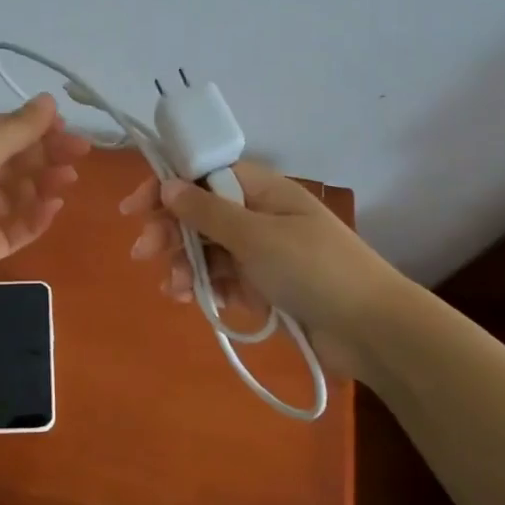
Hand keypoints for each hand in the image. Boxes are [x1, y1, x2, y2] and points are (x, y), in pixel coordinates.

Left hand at [0, 95, 89, 281]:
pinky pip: (12, 229)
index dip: (33, 127)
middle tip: (79, 154)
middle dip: (45, 155)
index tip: (66, 128)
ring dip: (43, 184)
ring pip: (15, 194)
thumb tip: (49, 100)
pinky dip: (34, 218)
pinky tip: (54, 207)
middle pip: (11, 161)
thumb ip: (20, 126)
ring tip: (67, 180)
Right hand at [119, 161, 405, 376]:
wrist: (370, 329)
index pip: (202, 175)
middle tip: (143, 254)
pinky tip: (189, 300)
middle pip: (199, 214)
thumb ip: (207, 211)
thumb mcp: (255, 235)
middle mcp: (257, 215)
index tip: (134, 209)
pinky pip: (221, 279)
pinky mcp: (262, 286)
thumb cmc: (313, 269)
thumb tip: (168, 184)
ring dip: (183, 265)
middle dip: (169, 231)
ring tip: (172, 289)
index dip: (166, 187)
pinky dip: (203, 287)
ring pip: (206, 250)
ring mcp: (259, 253)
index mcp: (261, 190)